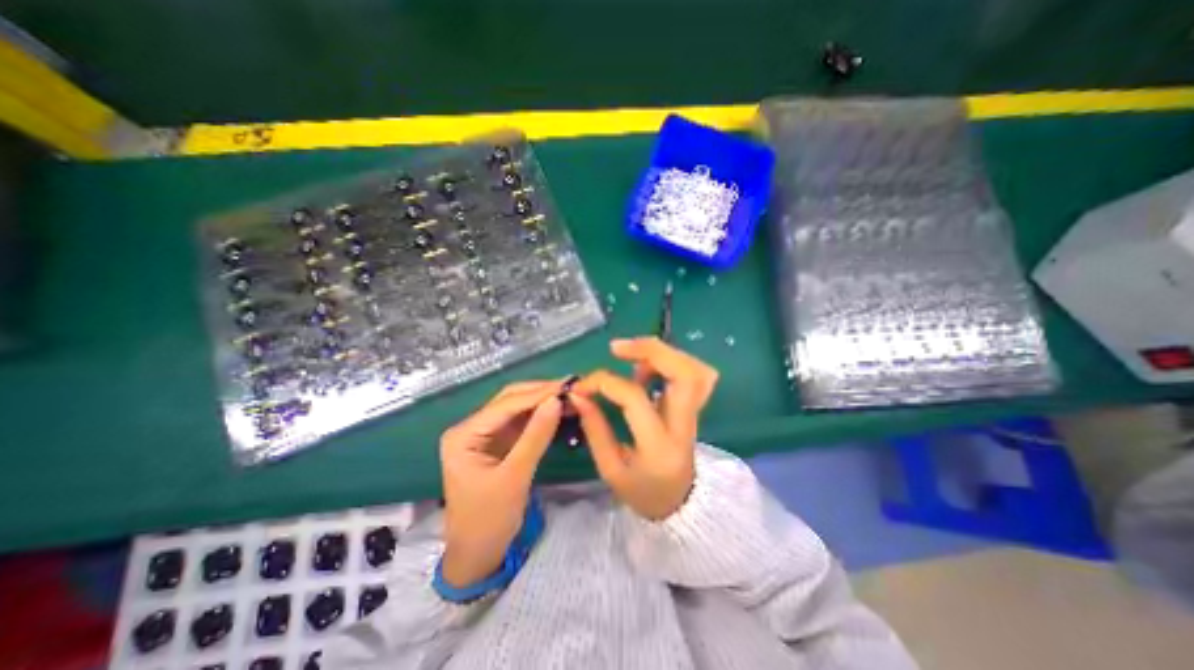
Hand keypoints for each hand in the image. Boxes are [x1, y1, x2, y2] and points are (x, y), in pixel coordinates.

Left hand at [436, 381, 566, 584]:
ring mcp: (484, 435)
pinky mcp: (497, 443)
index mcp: (464, 435)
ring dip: (542, 402)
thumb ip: (536, 436)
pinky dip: (540, 417)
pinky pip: (521, 423)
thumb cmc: (489, 520)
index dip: (538, 394)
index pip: (505, 405)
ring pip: (517, 409)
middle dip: (540, 393)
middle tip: (571, 387)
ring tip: (570, 395)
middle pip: (509, 401)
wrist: (478, 555)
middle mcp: (471, 428)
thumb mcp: (515, 477)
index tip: (567, 386)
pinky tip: (558, 411)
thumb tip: (557, 401)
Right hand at [567, 337, 716, 519]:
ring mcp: (695, 414)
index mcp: (659, 446)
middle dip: (650, 350)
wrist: (680, 504)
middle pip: (684, 373)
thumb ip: (595, 429)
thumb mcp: (611, 470)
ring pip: (693, 368)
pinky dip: (670, 361)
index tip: (582, 385)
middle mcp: (684, 425)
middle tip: (617, 348)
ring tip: (632, 359)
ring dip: (661, 353)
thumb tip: (578, 394)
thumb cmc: (643, 492)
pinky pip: (693, 372)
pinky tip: (647, 368)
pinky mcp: (695, 406)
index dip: (605, 382)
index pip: (635, 398)